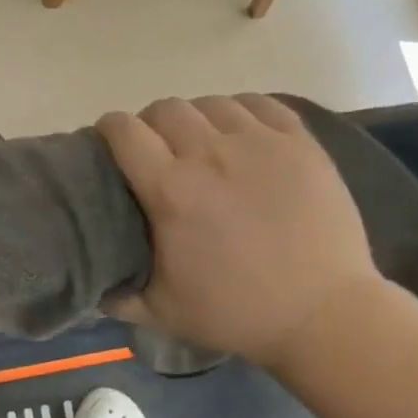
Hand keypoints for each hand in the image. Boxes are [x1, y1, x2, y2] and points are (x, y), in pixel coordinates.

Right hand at [97, 95, 386, 363]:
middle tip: (160, 152)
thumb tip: (93, 283)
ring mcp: (259, 142)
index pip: (124, 131)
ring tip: (204, 144)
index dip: (110, 130)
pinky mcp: (299, 142)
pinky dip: (242, 112)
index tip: (112, 145)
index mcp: (170, 190)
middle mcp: (209, 153)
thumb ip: (117, 296)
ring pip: (211, 103)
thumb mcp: (162, 312)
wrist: (324, 314)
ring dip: (197, 119)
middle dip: (152, 125)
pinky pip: (259, 103)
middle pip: (165, 109)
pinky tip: (243, 134)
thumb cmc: (238, 312)